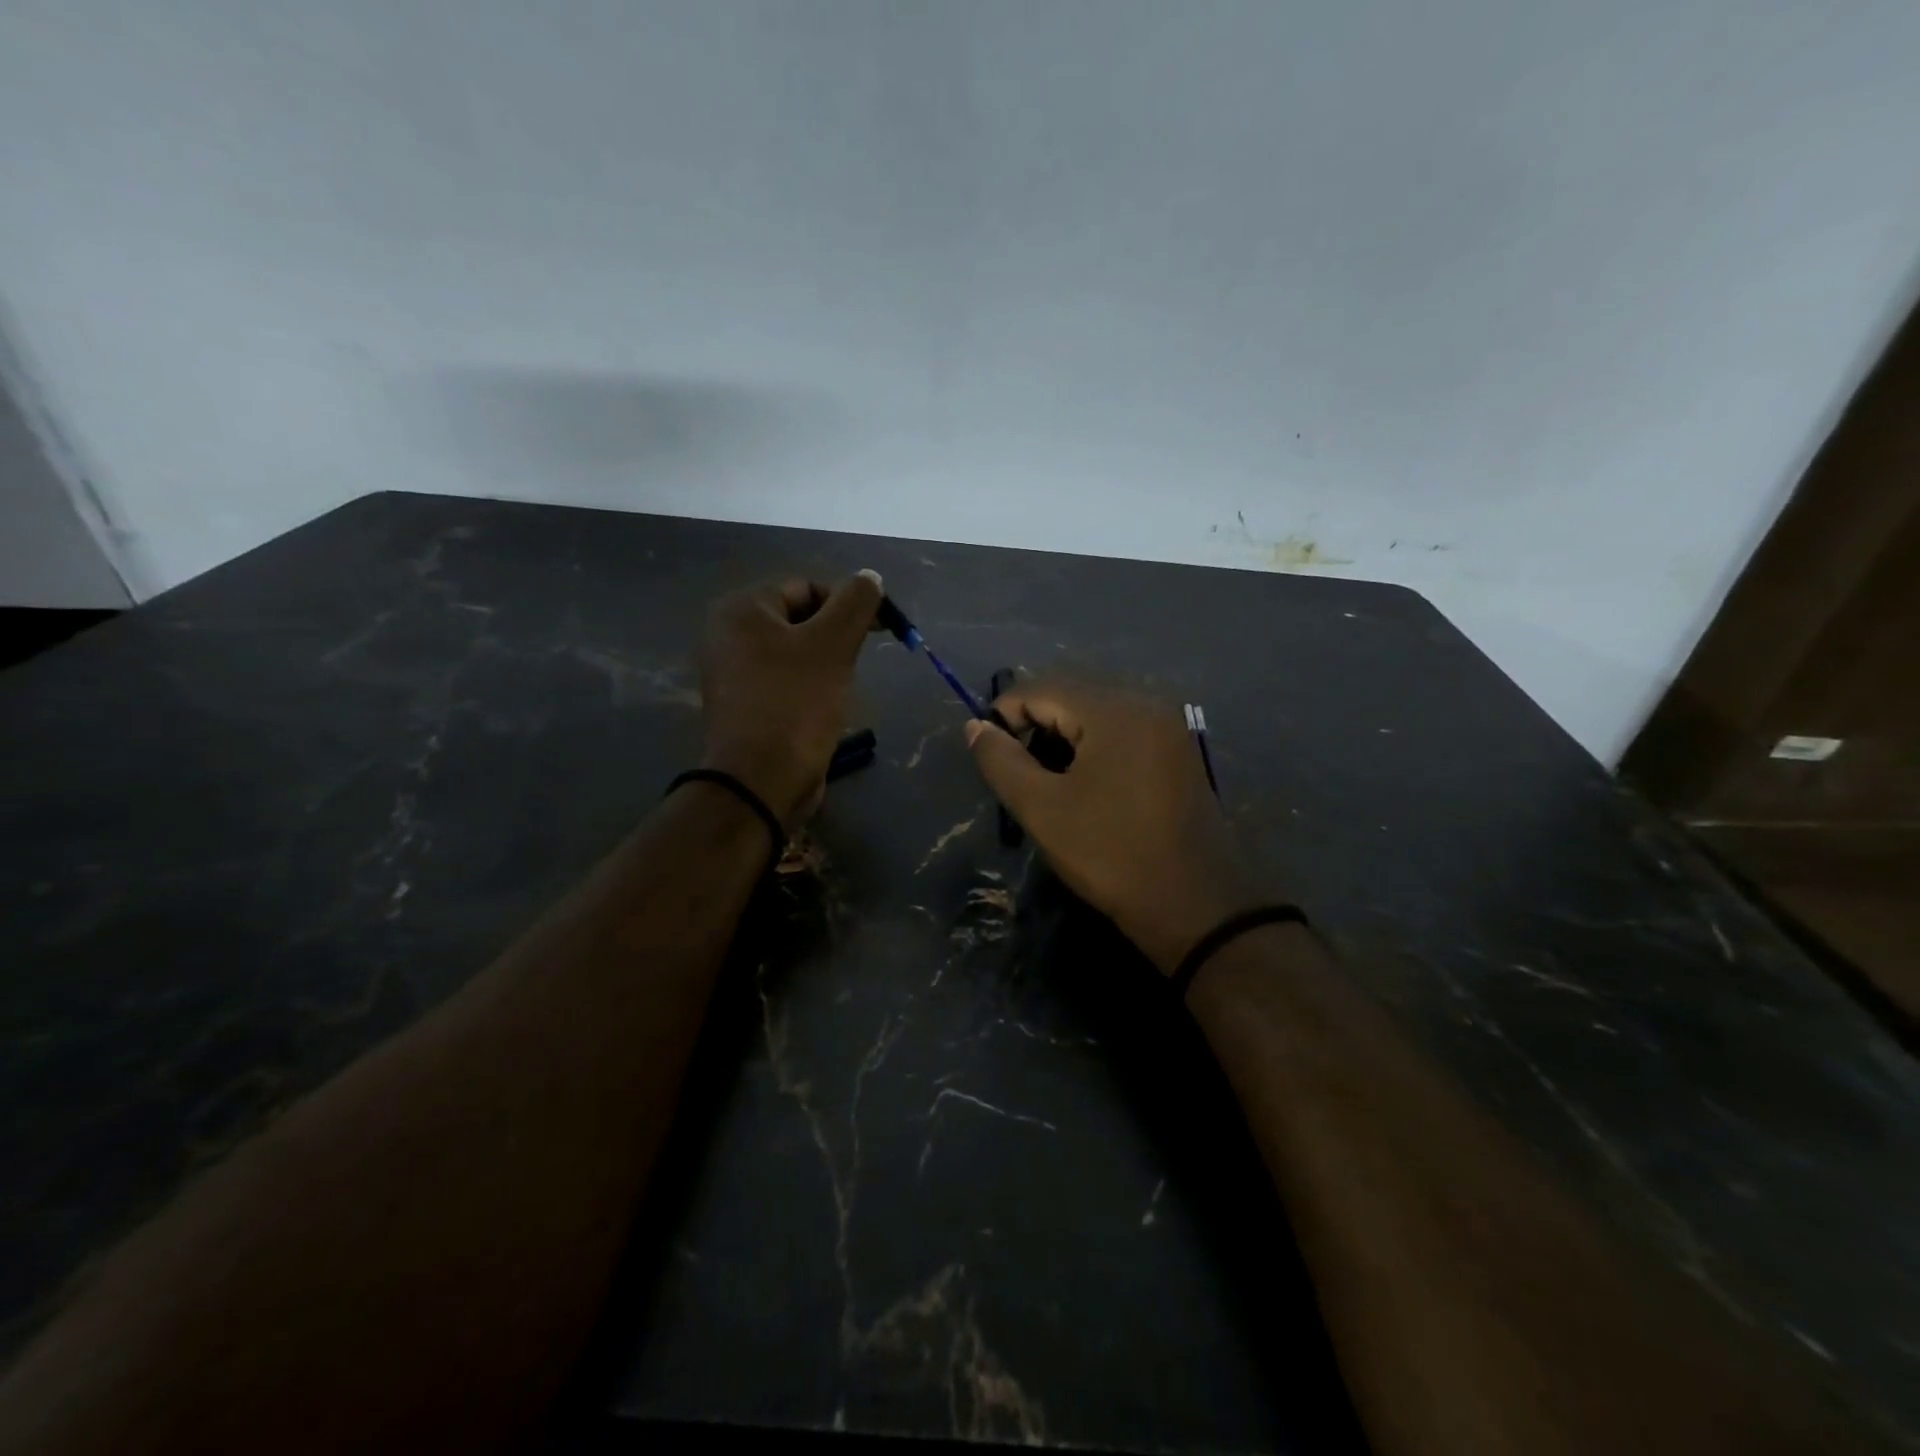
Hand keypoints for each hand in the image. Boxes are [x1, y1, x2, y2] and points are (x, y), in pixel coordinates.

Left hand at [698, 570, 883, 826]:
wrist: (761, 780)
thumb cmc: (796, 703)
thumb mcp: (833, 644)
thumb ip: (856, 602)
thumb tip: (869, 577)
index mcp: (741, 609)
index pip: (806, 587)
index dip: (848, 604)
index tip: (881, 630)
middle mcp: (727, 634)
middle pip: (799, 619)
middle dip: (836, 636)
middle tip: (858, 661)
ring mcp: (732, 672)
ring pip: (794, 652)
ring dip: (826, 663)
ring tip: (841, 687)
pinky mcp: (743, 705)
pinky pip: (784, 680)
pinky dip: (809, 686)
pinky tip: (824, 707)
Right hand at [965, 679, 1268, 972]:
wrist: (1194, 905)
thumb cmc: (1111, 854)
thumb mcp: (1042, 809)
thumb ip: (1002, 761)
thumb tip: (975, 727)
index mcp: (1115, 711)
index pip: (1043, 688)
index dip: (1005, 712)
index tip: (988, 751)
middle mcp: (1146, 704)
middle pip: (1073, 692)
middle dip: (1035, 721)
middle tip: (1016, 766)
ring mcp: (1168, 726)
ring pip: (1098, 710)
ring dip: (1064, 731)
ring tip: (1044, 774)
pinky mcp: (1177, 751)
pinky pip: (1123, 728)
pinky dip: (1093, 742)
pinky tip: (1082, 778)